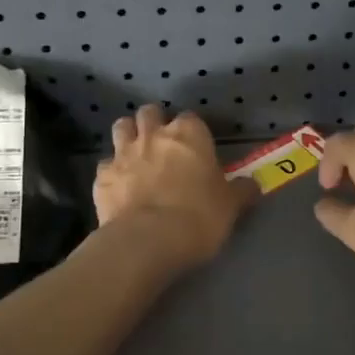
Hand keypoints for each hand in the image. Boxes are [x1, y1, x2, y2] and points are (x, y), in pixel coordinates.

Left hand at [94, 105, 256, 268]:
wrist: (147, 241)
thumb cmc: (198, 217)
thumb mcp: (230, 206)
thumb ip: (241, 191)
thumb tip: (253, 185)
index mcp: (189, 134)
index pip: (191, 119)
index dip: (193, 132)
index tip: (197, 149)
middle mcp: (154, 135)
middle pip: (150, 113)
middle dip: (154, 123)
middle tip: (163, 145)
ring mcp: (123, 153)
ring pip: (121, 127)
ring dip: (128, 135)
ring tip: (137, 155)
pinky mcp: (101, 176)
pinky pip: (105, 164)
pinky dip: (112, 171)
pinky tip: (119, 187)